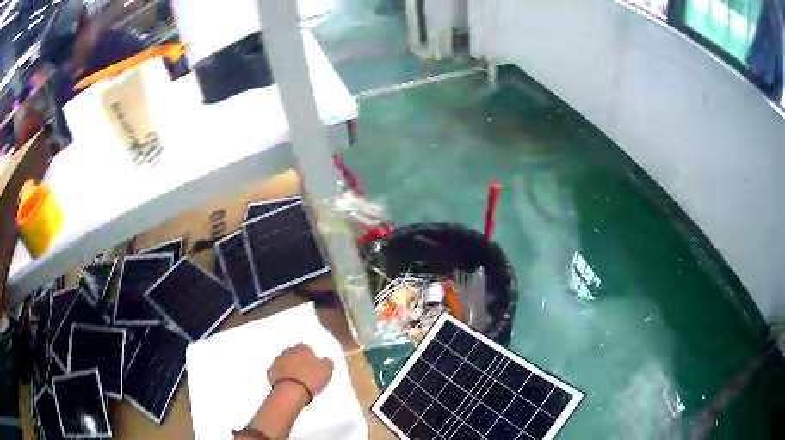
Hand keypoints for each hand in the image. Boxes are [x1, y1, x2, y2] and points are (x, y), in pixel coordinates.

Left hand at [267, 343, 333, 400]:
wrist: (291, 391)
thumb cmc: (310, 379)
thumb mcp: (326, 370)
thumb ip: (327, 363)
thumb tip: (326, 360)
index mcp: (302, 348)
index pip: (306, 347)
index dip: (310, 356)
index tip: (314, 365)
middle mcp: (288, 352)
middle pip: (293, 353)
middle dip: (297, 360)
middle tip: (305, 372)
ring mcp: (277, 361)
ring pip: (284, 362)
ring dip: (288, 367)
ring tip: (297, 379)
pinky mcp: (270, 372)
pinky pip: (276, 372)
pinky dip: (280, 375)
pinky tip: (287, 383)